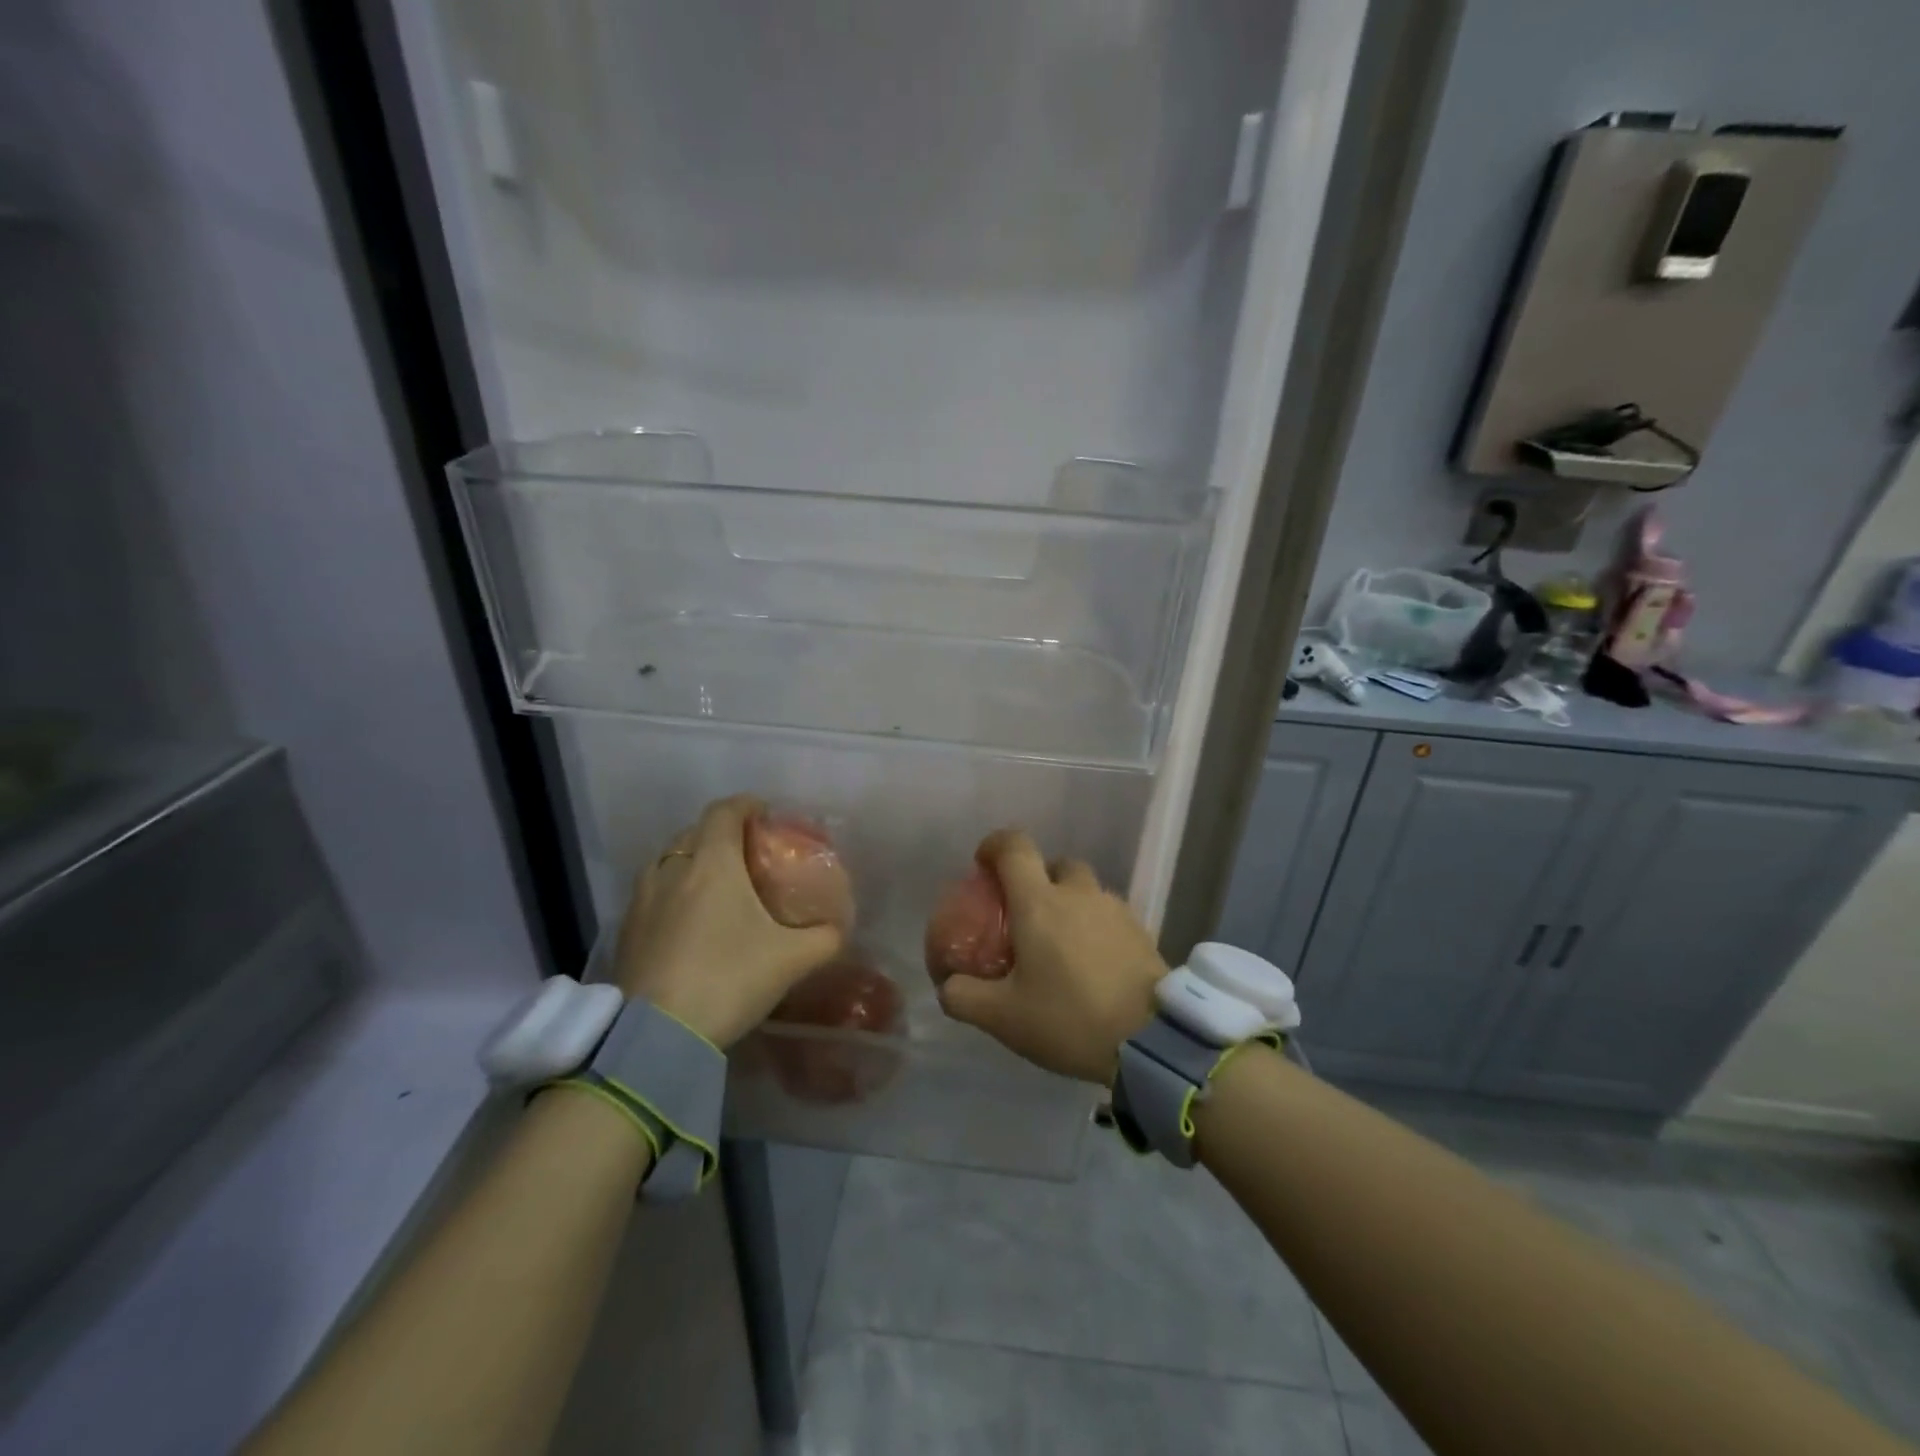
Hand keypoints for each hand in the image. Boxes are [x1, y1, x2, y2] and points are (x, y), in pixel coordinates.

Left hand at [615, 795, 843, 1047]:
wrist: (657, 1035)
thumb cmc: (729, 978)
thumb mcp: (792, 959)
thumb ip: (824, 938)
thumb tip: (840, 928)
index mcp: (712, 862)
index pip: (725, 811)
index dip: (746, 805)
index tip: (765, 814)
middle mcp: (672, 869)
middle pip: (695, 832)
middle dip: (721, 834)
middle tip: (747, 855)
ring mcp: (642, 899)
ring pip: (668, 862)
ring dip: (691, 862)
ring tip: (715, 885)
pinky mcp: (625, 931)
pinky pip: (652, 894)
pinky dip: (672, 893)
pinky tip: (687, 922)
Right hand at [935, 829, 1166, 1083]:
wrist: (1151, 1040)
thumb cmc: (1069, 1018)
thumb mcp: (1002, 1017)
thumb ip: (963, 997)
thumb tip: (947, 984)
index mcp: (1039, 902)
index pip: (1014, 846)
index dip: (994, 846)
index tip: (983, 865)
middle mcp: (1078, 893)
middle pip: (1054, 864)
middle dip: (1036, 880)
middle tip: (1025, 916)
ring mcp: (1114, 908)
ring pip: (1085, 889)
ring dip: (1068, 904)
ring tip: (1060, 946)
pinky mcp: (1140, 930)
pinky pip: (1107, 914)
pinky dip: (1093, 926)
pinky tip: (1091, 964)